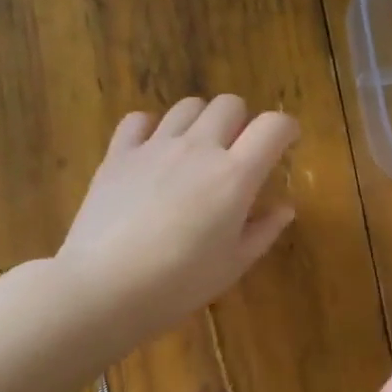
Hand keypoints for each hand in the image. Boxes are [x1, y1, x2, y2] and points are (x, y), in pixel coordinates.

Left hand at [57, 95, 298, 340]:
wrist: (105, 287)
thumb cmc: (180, 283)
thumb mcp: (233, 264)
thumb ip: (263, 230)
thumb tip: (283, 207)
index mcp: (235, 176)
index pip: (273, 127)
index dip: (286, 128)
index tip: (287, 142)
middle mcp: (198, 148)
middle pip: (230, 105)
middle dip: (242, 122)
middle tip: (238, 152)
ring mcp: (155, 146)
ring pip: (188, 106)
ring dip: (202, 121)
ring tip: (197, 150)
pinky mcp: (119, 154)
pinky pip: (140, 120)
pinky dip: (153, 128)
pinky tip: (154, 151)